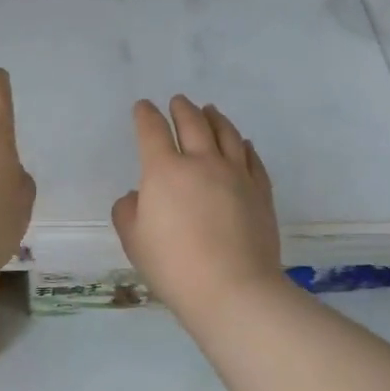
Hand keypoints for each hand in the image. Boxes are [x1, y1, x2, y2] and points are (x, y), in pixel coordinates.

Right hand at [112, 96, 282, 315]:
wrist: (233, 289)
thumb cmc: (174, 266)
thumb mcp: (134, 241)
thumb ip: (128, 211)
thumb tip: (138, 196)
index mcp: (165, 171)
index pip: (152, 131)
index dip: (145, 116)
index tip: (143, 107)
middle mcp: (202, 162)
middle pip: (193, 123)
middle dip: (182, 109)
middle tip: (178, 101)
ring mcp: (236, 174)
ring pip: (226, 134)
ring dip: (215, 118)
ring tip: (210, 110)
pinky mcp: (261, 191)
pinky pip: (252, 158)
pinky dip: (244, 145)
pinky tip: (242, 144)